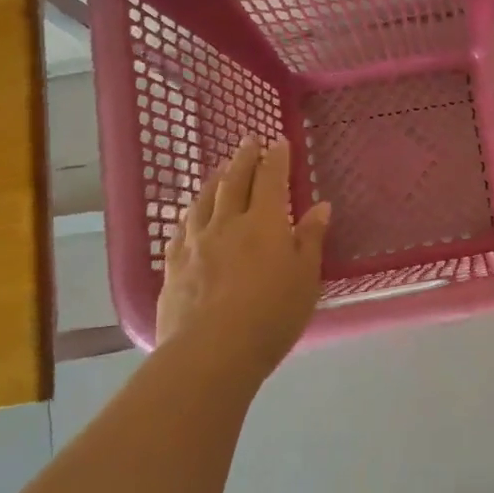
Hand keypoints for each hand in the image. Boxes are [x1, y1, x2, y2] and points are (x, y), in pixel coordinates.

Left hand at [154, 134, 331, 385]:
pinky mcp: (173, 266)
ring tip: (219, 169)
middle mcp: (227, 224)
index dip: (275, 159)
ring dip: (214, 180)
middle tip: (248, 141)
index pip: (270, 179)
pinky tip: (189, 214)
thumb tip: (320, 206)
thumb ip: (311, 239)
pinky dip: (189, 213)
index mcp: (264, 223)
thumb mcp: (305, 278)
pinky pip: (181, 229)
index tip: (278, 141)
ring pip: (203, 201)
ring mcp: (195, 244)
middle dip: (243, 159)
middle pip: (233, 182)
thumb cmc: (272, 315)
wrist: (211, 351)